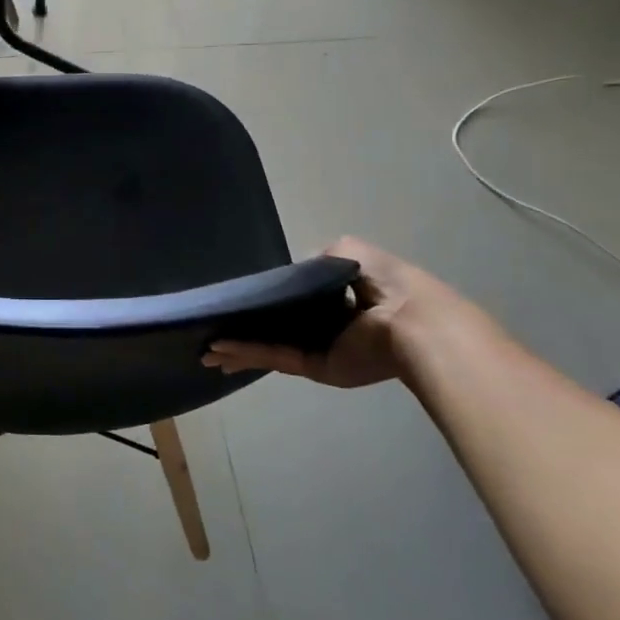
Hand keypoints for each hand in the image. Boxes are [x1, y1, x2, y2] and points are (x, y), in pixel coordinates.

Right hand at [201, 237, 498, 388]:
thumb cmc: (385, 283)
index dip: (264, 303)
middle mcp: (325, 327)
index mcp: (337, 301)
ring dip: (238, 348)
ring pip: (269, 347)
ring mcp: (319, 349)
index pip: (292, 302)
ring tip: (206, 351)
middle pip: (274, 329)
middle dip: (243, 334)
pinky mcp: (315, 366)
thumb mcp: (350, 252)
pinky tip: (220, 349)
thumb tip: (299, 269)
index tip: (237, 304)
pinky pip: (275, 355)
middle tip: (211, 338)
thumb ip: (322, 258)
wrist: (413, 323)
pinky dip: (247, 352)